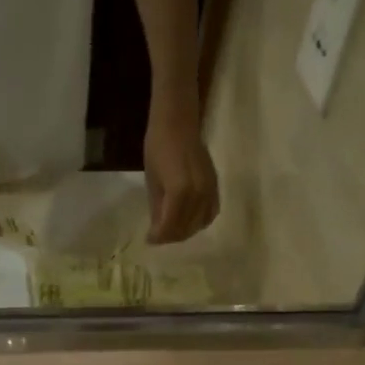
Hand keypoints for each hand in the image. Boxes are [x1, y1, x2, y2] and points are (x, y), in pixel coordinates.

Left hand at [143, 111, 219, 243]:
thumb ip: (157, 209)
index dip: (158, 237)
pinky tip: (189, 220)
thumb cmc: (158, 149)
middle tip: (158, 236)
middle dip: (171, 236)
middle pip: (186, 228)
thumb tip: (158, 231)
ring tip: (171, 229)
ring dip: (185, 231)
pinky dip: (200, 221)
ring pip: (199, 224)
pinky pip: (211, 213)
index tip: (149, 240)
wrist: (178, 124)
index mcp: (179, 193)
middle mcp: (198, 194)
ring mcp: (210, 191)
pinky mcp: (215, 186)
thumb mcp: (153, 182)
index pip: (170, 226)